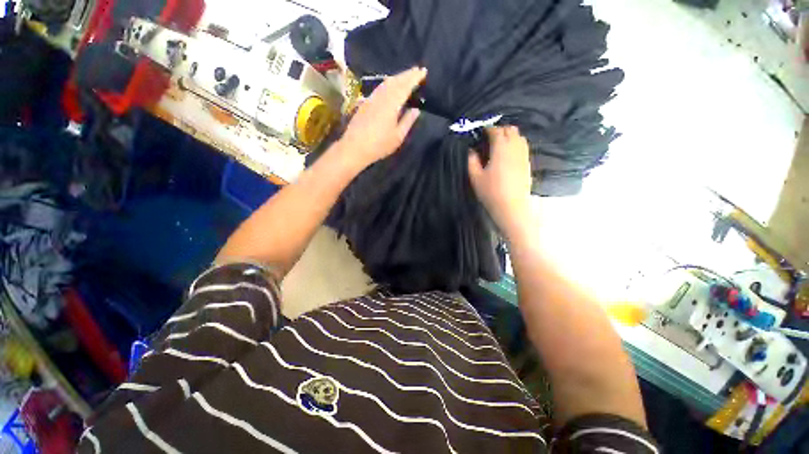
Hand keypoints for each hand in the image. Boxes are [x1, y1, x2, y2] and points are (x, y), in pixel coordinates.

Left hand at [337, 67, 426, 168]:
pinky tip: (391, 86)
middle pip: (395, 81)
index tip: (423, 71)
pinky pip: (380, 88)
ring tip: (406, 76)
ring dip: (398, 77)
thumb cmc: (379, 145)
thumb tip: (415, 109)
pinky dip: (389, 83)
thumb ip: (407, 121)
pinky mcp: (366, 103)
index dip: (414, 78)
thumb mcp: (397, 137)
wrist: (354, 147)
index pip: (405, 86)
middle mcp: (381, 97)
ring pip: (386, 83)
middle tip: (417, 70)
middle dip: (407, 74)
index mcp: (391, 104)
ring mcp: (372, 99)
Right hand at [468, 126, 532, 234]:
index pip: (496, 131)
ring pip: (519, 137)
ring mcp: (523, 155)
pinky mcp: (527, 163)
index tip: (481, 132)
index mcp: (500, 149)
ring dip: (509, 136)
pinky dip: (516, 144)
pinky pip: (523, 146)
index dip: (488, 129)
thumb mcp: (475, 177)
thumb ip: (472, 161)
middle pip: (511, 130)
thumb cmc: (491, 192)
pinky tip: (508, 154)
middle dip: (500, 130)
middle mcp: (514, 148)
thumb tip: (472, 150)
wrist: (511, 207)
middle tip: (490, 138)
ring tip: (500, 145)